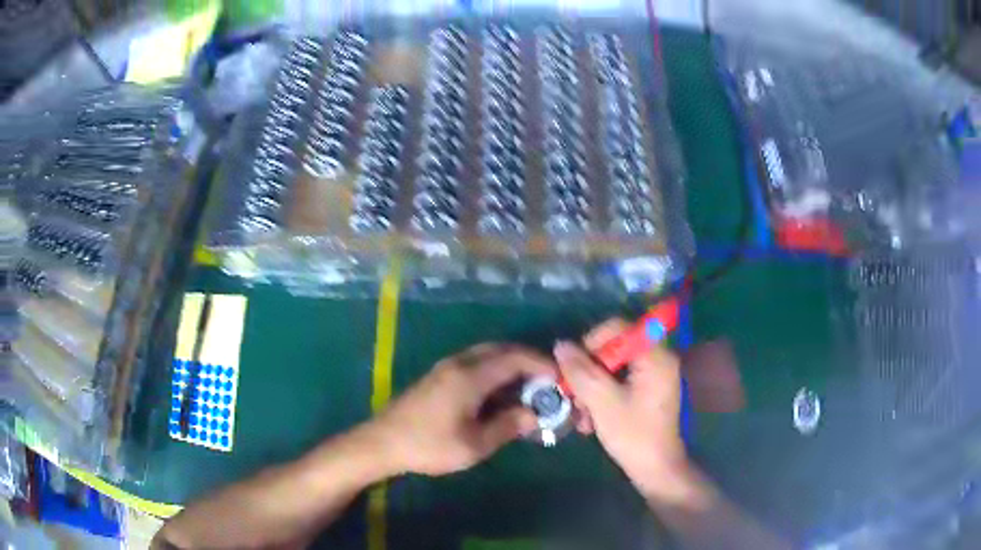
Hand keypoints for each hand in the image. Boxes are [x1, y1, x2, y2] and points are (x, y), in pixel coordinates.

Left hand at [365, 344, 552, 476]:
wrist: (383, 442)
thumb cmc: (430, 445)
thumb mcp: (475, 444)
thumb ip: (508, 426)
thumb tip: (534, 415)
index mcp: (470, 376)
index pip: (515, 358)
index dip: (541, 364)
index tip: (560, 377)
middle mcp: (459, 363)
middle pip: (501, 350)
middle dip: (527, 361)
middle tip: (546, 382)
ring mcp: (446, 368)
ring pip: (486, 355)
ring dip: (510, 366)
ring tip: (527, 389)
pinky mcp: (438, 377)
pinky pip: (474, 364)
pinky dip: (494, 372)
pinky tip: (498, 395)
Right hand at [554, 320, 686, 495]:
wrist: (655, 469)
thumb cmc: (633, 435)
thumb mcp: (602, 403)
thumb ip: (581, 372)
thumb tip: (561, 345)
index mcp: (654, 357)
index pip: (620, 327)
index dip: (593, 340)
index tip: (575, 364)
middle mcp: (657, 360)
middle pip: (614, 348)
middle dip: (589, 371)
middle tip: (573, 393)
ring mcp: (653, 377)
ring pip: (613, 368)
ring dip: (592, 388)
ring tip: (580, 414)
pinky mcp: (647, 392)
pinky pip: (619, 382)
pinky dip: (602, 396)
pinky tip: (589, 421)